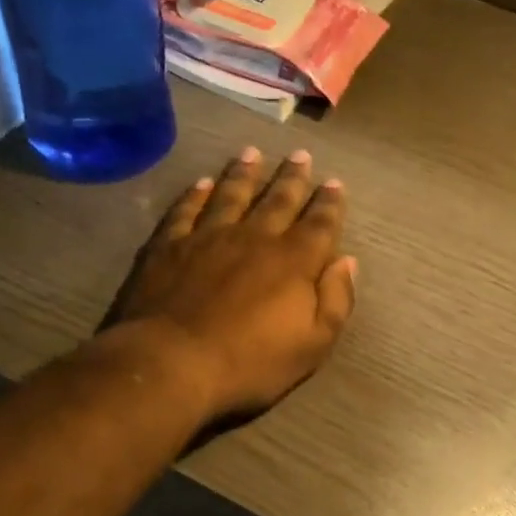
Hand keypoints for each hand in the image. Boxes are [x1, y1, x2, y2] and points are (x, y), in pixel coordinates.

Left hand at [106, 147, 357, 426]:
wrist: (172, 362)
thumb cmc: (250, 361)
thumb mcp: (312, 344)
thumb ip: (335, 300)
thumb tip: (346, 261)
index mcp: (293, 261)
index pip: (319, 224)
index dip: (329, 203)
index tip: (335, 182)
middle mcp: (254, 237)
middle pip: (278, 199)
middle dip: (292, 177)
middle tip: (301, 154)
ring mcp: (208, 236)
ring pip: (232, 194)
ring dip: (244, 173)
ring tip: (252, 153)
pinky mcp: (169, 245)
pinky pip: (186, 210)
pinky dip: (196, 194)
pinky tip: (202, 183)